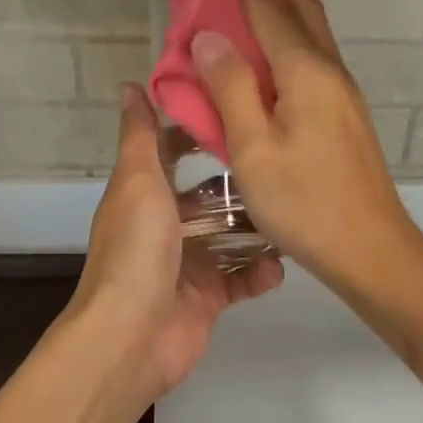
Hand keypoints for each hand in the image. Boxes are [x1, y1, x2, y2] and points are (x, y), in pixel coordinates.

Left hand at [71, 84, 282, 399]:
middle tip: (283, 163)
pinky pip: (242, 279)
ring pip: (230, 237)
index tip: (238, 113)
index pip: (170, 152)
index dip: (198, 133)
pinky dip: (261, 272)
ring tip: (293, 211)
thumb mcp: (138, 182)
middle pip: (208, 196)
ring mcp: (188, 264)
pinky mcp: (209, 298)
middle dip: (241, 183)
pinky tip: (280, 264)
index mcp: (144, 195)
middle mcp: (165, 226)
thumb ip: (139, 135)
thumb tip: (129, 86)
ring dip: (258, 228)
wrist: (132, 336)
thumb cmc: (136, 250)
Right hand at [191, 0, 421, 293]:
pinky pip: (314, 53)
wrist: (371, 248)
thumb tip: (209, 35)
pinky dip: (296, 27)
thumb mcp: (254, 150)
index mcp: (304, 73)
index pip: (268, 8)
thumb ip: (231, 89)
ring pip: (313, 27)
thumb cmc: (306, 203)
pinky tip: (287, 36)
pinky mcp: (342, 113)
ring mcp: (341, 92)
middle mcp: (328, 71)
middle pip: (303, 5)